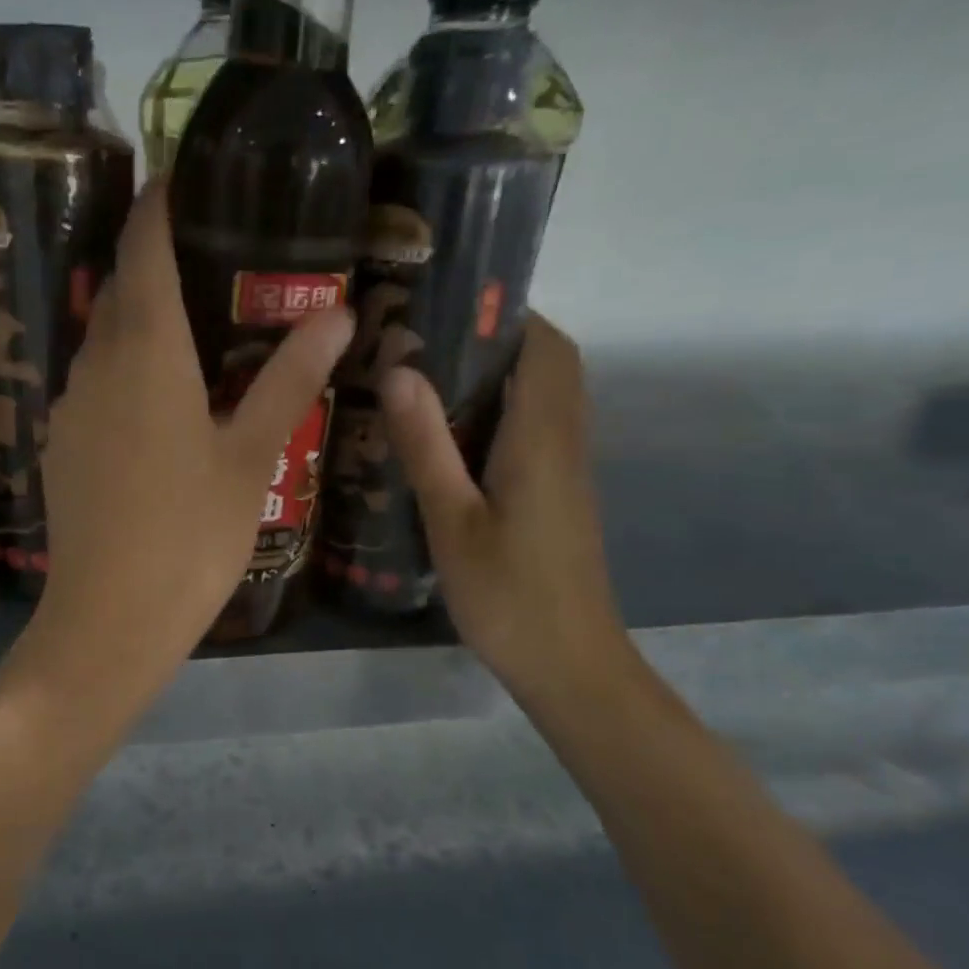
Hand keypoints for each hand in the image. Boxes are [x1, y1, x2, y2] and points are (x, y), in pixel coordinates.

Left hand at [9, 179, 352, 707]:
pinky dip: (123, 371)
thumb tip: (337, 314)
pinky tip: (157, 401)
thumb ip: (288, 380)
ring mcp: (70, 408)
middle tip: (210, 257)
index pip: (143, 248)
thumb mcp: (251, 458)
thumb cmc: (190, 536)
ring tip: (192, 327)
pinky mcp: (61, 446)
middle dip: (155, 262)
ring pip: (103, 340)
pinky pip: (93, 386)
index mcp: (146, 353)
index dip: (157, 204)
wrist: (109, 620)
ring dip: (139, 321)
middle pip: (120, 291)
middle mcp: (96, 366)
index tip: (181, 177)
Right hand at [379, 315, 628, 702]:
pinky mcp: (556, 496)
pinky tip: (446, 439)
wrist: (567, 663)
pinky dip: (497, 415)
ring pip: (541, 399)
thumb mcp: (452, 521)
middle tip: (423, 343)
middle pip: (548, 367)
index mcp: (541, 439)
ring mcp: (564, 472)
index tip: (449, 305)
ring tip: (424, 380)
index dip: (508, 315)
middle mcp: (563, 443)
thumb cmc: (507, 595)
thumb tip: (400, 370)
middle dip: (495, 341)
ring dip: (496, 378)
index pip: (545, 348)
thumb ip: (427, 446)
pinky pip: (533, 432)